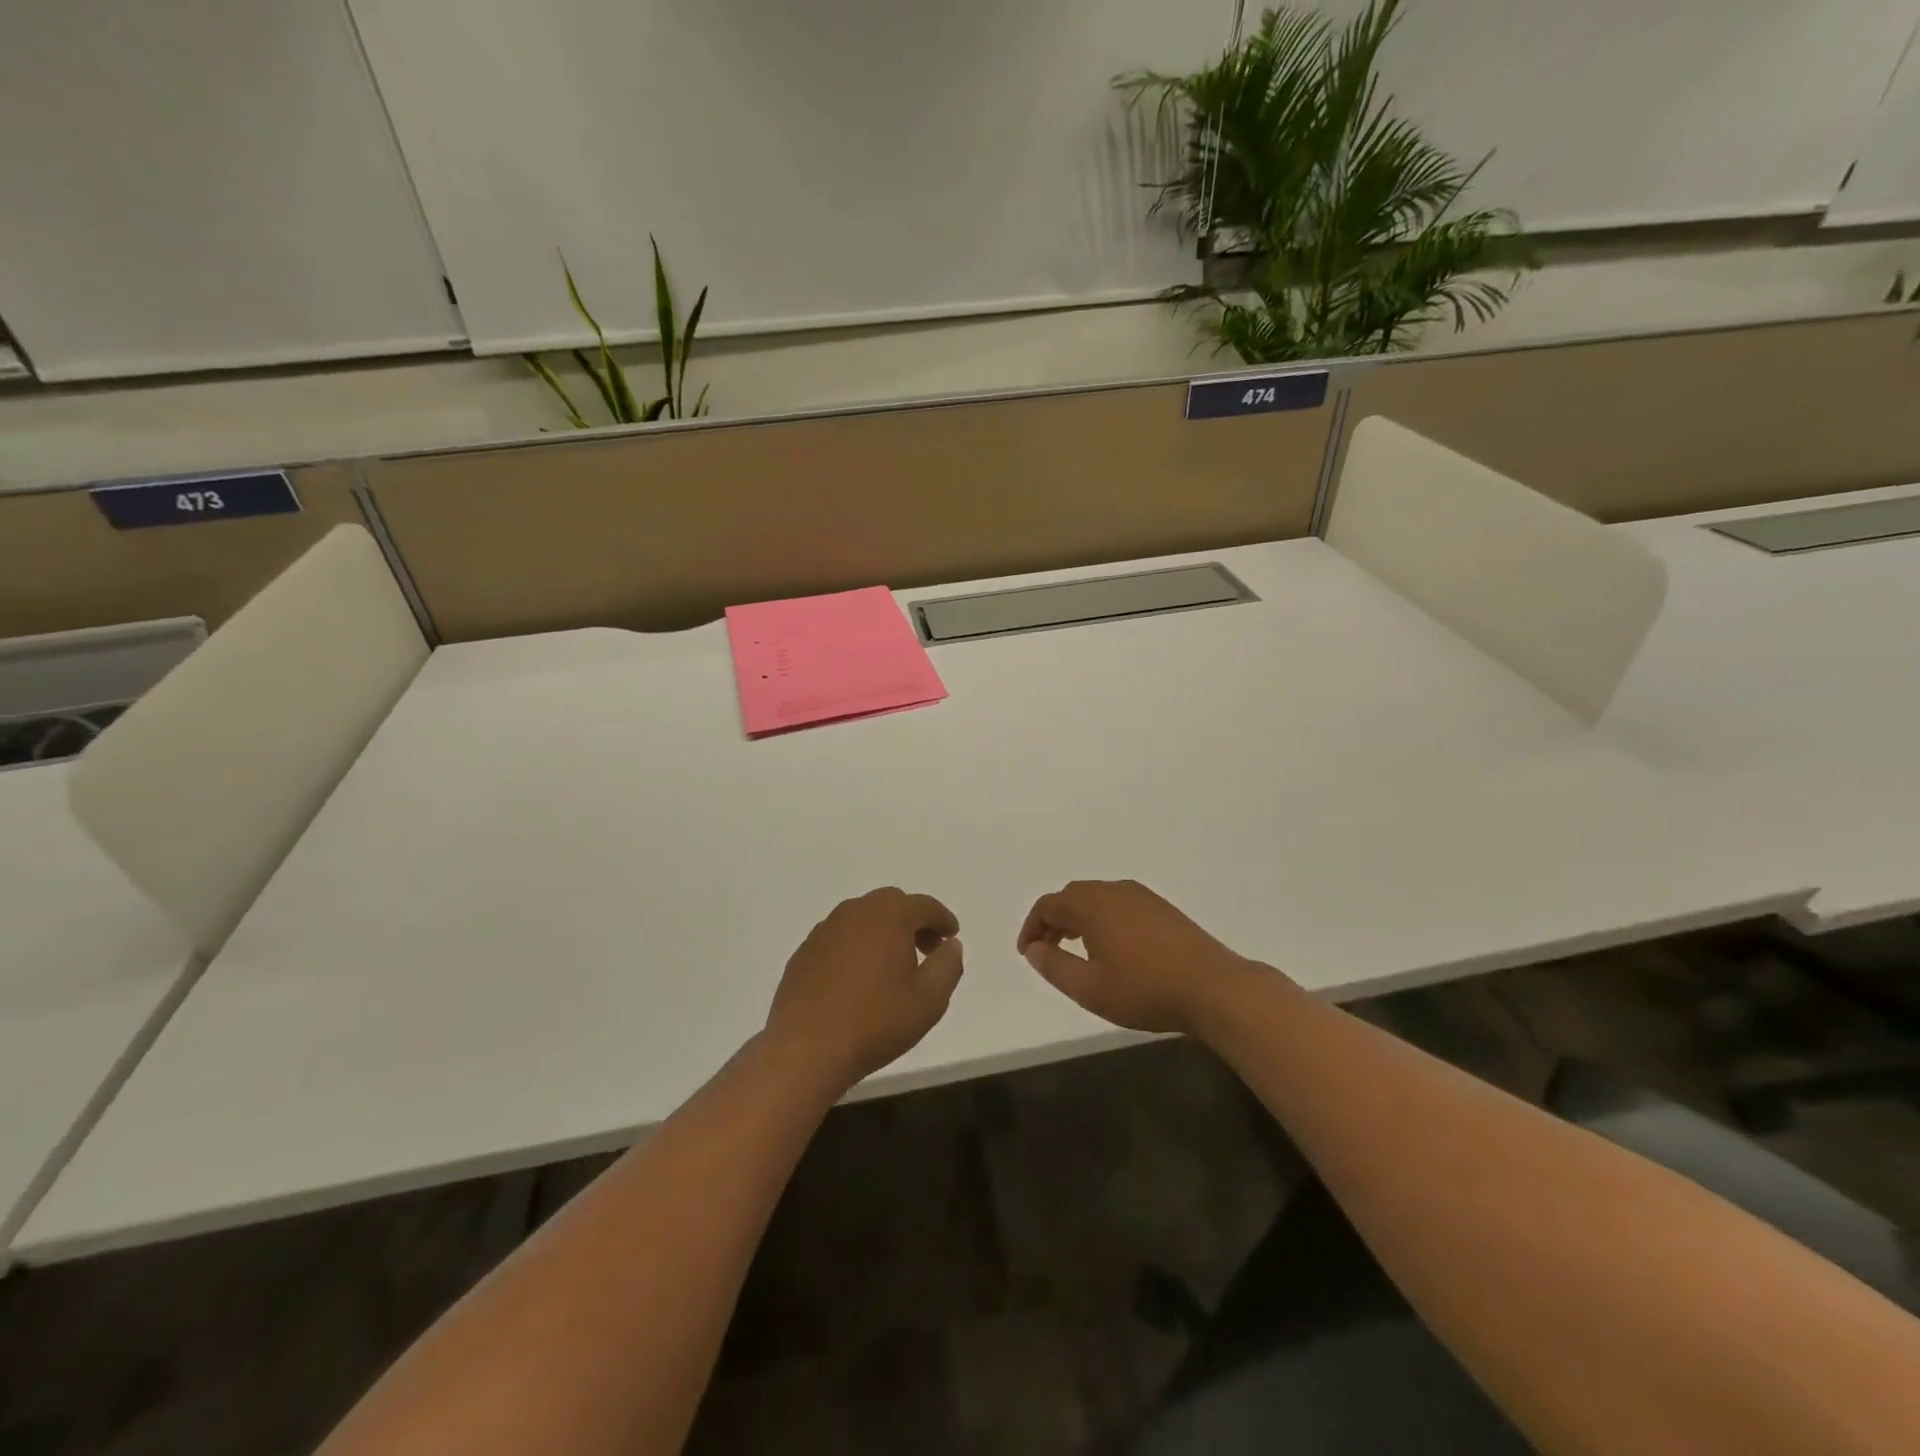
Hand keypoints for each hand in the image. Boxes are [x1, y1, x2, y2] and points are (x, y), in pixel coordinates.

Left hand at [765, 888, 963, 1087]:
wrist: (806, 1048)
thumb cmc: (876, 1021)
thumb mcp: (929, 999)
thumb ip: (948, 965)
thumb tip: (950, 945)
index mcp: (889, 915)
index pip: (924, 906)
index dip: (942, 919)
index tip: (951, 936)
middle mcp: (855, 912)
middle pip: (892, 904)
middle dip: (913, 922)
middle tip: (927, 950)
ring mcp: (824, 930)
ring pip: (862, 920)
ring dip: (883, 933)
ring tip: (893, 967)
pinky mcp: (804, 953)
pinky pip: (839, 939)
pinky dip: (856, 948)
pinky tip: (858, 980)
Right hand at [1017, 880, 1255, 1036]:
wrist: (1214, 988)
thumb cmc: (1146, 990)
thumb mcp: (1090, 988)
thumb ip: (1055, 967)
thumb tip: (1034, 949)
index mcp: (1093, 904)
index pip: (1049, 904)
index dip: (1032, 927)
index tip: (1027, 953)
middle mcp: (1115, 891)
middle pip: (1072, 896)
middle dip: (1054, 920)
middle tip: (1047, 949)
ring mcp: (1142, 897)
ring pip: (1097, 898)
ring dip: (1079, 919)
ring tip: (1076, 950)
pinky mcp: (1162, 909)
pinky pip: (1119, 904)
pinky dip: (1102, 919)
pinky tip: (1112, 948)